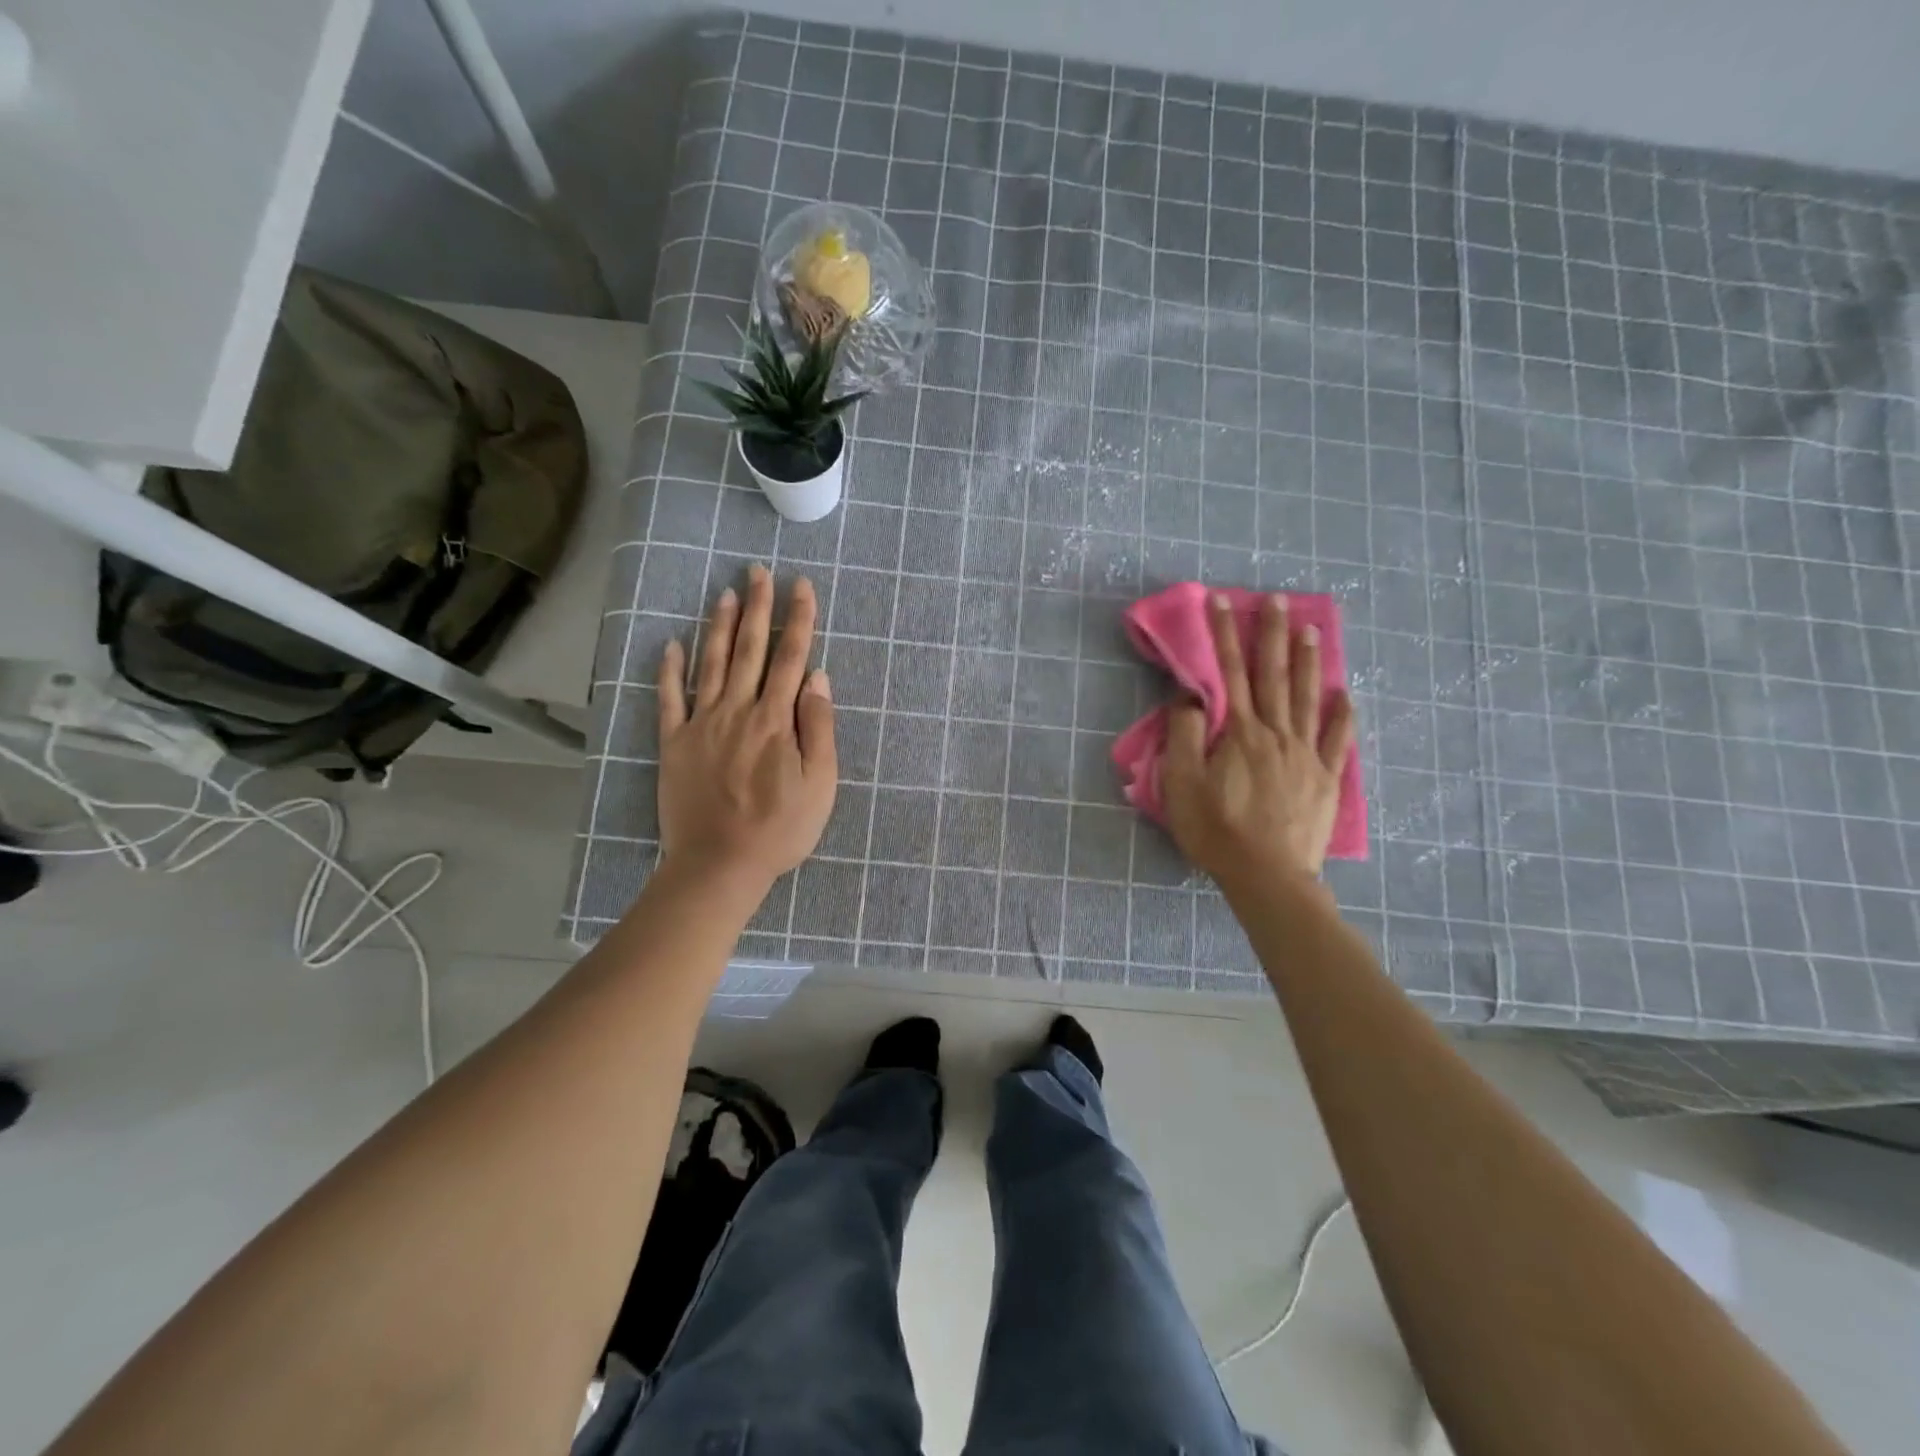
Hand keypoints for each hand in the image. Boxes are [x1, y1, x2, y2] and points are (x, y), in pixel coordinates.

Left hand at [657, 565, 836, 890]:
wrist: (719, 864)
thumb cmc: (780, 828)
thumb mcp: (820, 783)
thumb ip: (819, 727)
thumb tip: (817, 676)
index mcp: (776, 720)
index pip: (792, 658)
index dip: (799, 619)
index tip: (802, 586)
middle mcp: (738, 710)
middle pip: (751, 650)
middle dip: (758, 608)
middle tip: (758, 572)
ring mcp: (702, 724)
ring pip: (712, 664)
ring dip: (720, 627)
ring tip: (725, 593)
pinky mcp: (674, 743)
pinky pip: (669, 699)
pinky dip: (669, 670)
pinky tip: (670, 644)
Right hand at [1161, 592, 1355, 881]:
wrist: (1268, 876)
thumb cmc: (1216, 830)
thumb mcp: (1182, 784)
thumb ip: (1185, 735)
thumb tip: (1191, 695)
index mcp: (1239, 733)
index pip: (1229, 673)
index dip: (1224, 635)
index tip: (1223, 601)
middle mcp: (1276, 733)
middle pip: (1274, 676)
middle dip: (1273, 635)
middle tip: (1278, 600)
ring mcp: (1306, 755)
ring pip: (1309, 699)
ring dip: (1310, 662)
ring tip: (1313, 630)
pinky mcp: (1325, 780)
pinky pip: (1338, 741)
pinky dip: (1343, 716)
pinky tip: (1347, 696)